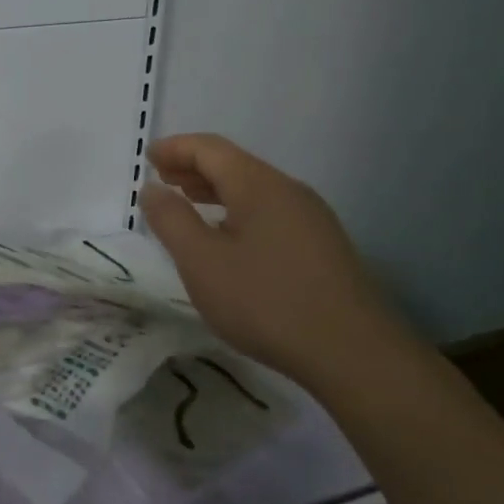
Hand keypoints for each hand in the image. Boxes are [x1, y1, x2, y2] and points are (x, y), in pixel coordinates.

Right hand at [141, 133, 405, 382]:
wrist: (355, 355)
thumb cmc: (266, 302)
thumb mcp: (201, 262)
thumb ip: (171, 220)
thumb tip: (152, 188)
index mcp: (258, 184)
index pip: (209, 149)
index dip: (175, 148)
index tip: (148, 159)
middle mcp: (288, 190)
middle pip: (234, 164)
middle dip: (193, 167)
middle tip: (162, 180)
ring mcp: (312, 218)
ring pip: (254, 189)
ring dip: (216, 190)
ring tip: (189, 204)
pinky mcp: (324, 246)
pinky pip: (271, 211)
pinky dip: (238, 211)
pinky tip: (230, 239)